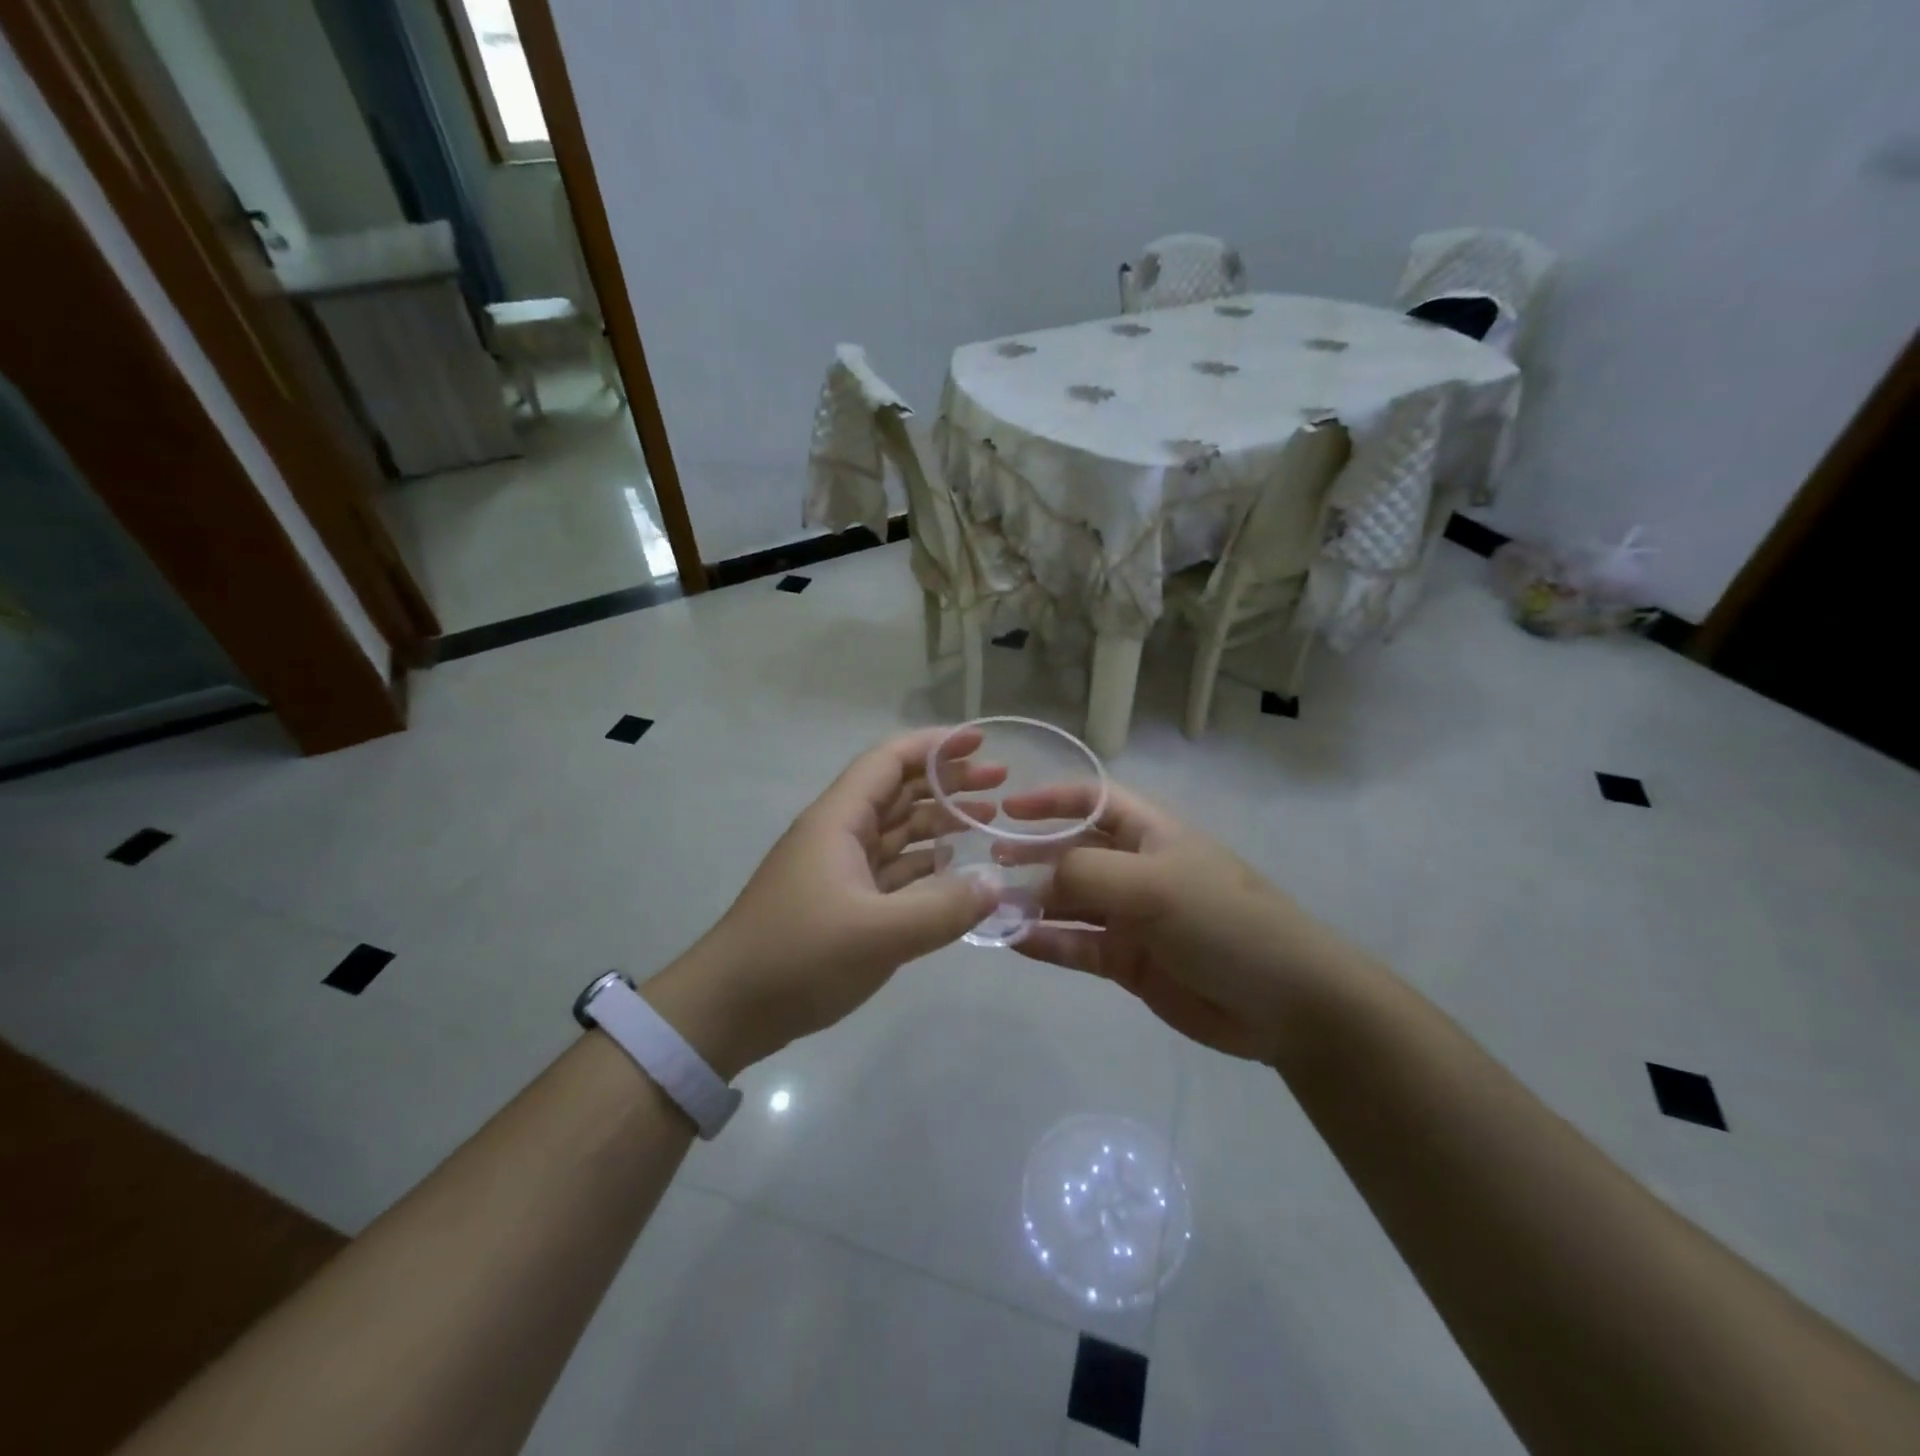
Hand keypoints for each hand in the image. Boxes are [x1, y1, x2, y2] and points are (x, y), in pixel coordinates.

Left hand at [642, 727, 1002, 1075]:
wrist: (729, 1010)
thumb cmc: (798, 957)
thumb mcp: (878, 934)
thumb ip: (943, 908)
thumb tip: (997, 885)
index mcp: (839, 821)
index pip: (889, 761)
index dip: (935, 746)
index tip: (981, 743)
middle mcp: (840, 835)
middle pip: (899, 792)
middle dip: (947, 782)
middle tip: (1000, 783)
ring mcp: (841, 871)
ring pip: (899, 832)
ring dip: (941, 823)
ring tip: (989, 821)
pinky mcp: (844, 904)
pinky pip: (895, 871)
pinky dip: (928, 866)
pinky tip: (958, 872)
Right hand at [1007, 782, 1360, 1062]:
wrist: (1285, 1003)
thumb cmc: (1224, 921)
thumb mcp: (1155, 884)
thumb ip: (1087, 873)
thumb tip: (1034, 880)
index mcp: (1149, 833)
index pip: (1092, 800)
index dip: (1050, 800)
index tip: (1006, 808)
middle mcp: (1135, 869)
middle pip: (1072, 852)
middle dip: (1031, 854)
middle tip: (986, 863)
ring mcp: (1130, 917)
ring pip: (1068, 902)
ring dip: (1031, 902)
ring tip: (988, 906)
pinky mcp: (1127, 961)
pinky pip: (1076, 945)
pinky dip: (1046, 942)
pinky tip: (1013, 940)